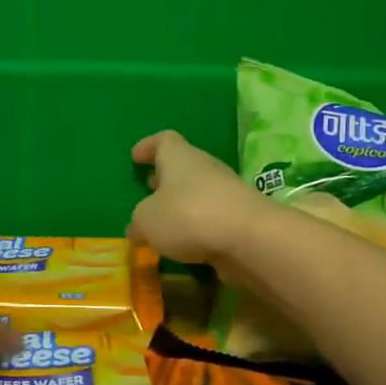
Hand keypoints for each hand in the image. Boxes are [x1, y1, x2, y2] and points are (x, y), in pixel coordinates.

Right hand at [127, 131, 270, 269]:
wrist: (249, 238)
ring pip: (198, 193)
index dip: (148, 146)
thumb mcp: (147, 220)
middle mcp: (204, 168)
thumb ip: (138, 221)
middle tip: (148, 190)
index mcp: (179, 157)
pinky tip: (186, 244)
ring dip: (181, 204)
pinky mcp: (240, 219)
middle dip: (165, 178)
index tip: (135, 156)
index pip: (164, 140)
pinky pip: (212, 217)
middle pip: (182, 166)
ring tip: (164, 223)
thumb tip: (136, 227)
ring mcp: (226, 193)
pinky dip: (197, 226)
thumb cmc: (188, 215)